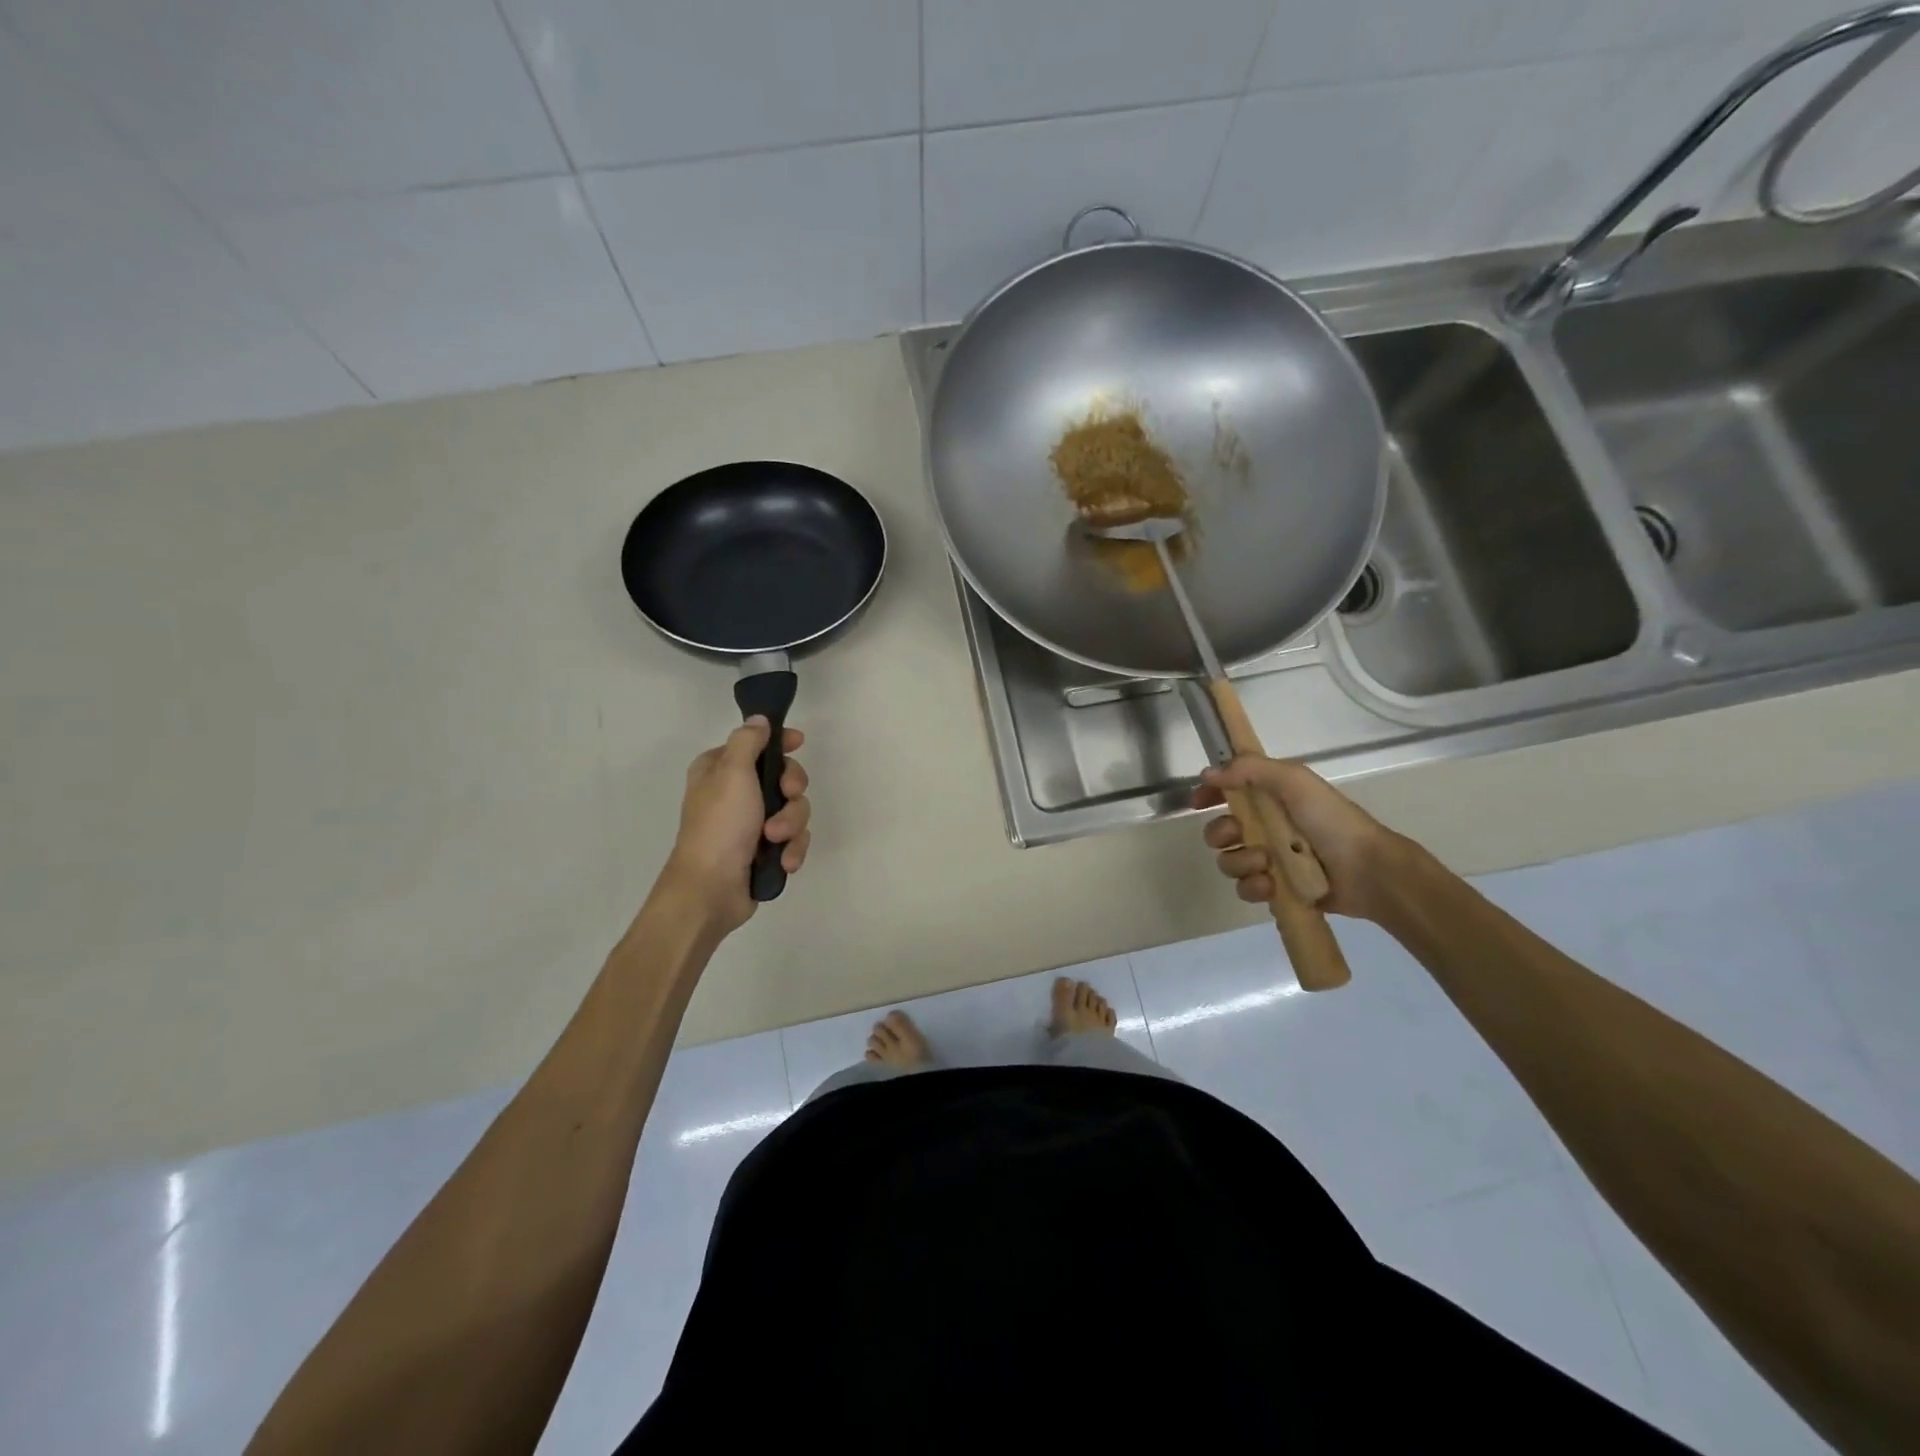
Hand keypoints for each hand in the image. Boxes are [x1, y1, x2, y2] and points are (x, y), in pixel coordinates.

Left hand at [664, 718, 810, 932]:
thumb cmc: (720, 825)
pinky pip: (794, 839)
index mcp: (720, 770)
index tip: (798, 743)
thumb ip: (748, 741)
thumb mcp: (732, 772)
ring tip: (776, 840)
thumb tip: (759, 720)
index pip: (757, 743)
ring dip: (791, 824)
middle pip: (784, 777)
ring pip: (794, 810)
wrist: (711, 889)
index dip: (780, 742)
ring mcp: (751, 824)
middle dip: (791, 792)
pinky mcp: (765, 851)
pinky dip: (792, 849)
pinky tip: (785, 861)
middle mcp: (736, 793)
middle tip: (786, 797)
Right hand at [1192, 756, 1397, 921]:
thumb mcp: (1294, 781)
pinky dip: (1253, 887)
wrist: (1368, 871)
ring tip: (1267, 865)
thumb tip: (1208, 773)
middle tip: (1238, 836)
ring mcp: (1270, 860)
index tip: (1198, 802)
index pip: (1228, 791)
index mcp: (1271, 798)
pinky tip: (1271, 885)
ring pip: (1229, 861)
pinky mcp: (1276, 889)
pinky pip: (1245, 888)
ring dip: (1241, 862)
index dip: (1210, 794)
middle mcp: (1266, 827)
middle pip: (1219, 831)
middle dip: (1221, 834)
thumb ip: (1250, 769)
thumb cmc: (1332, 821)